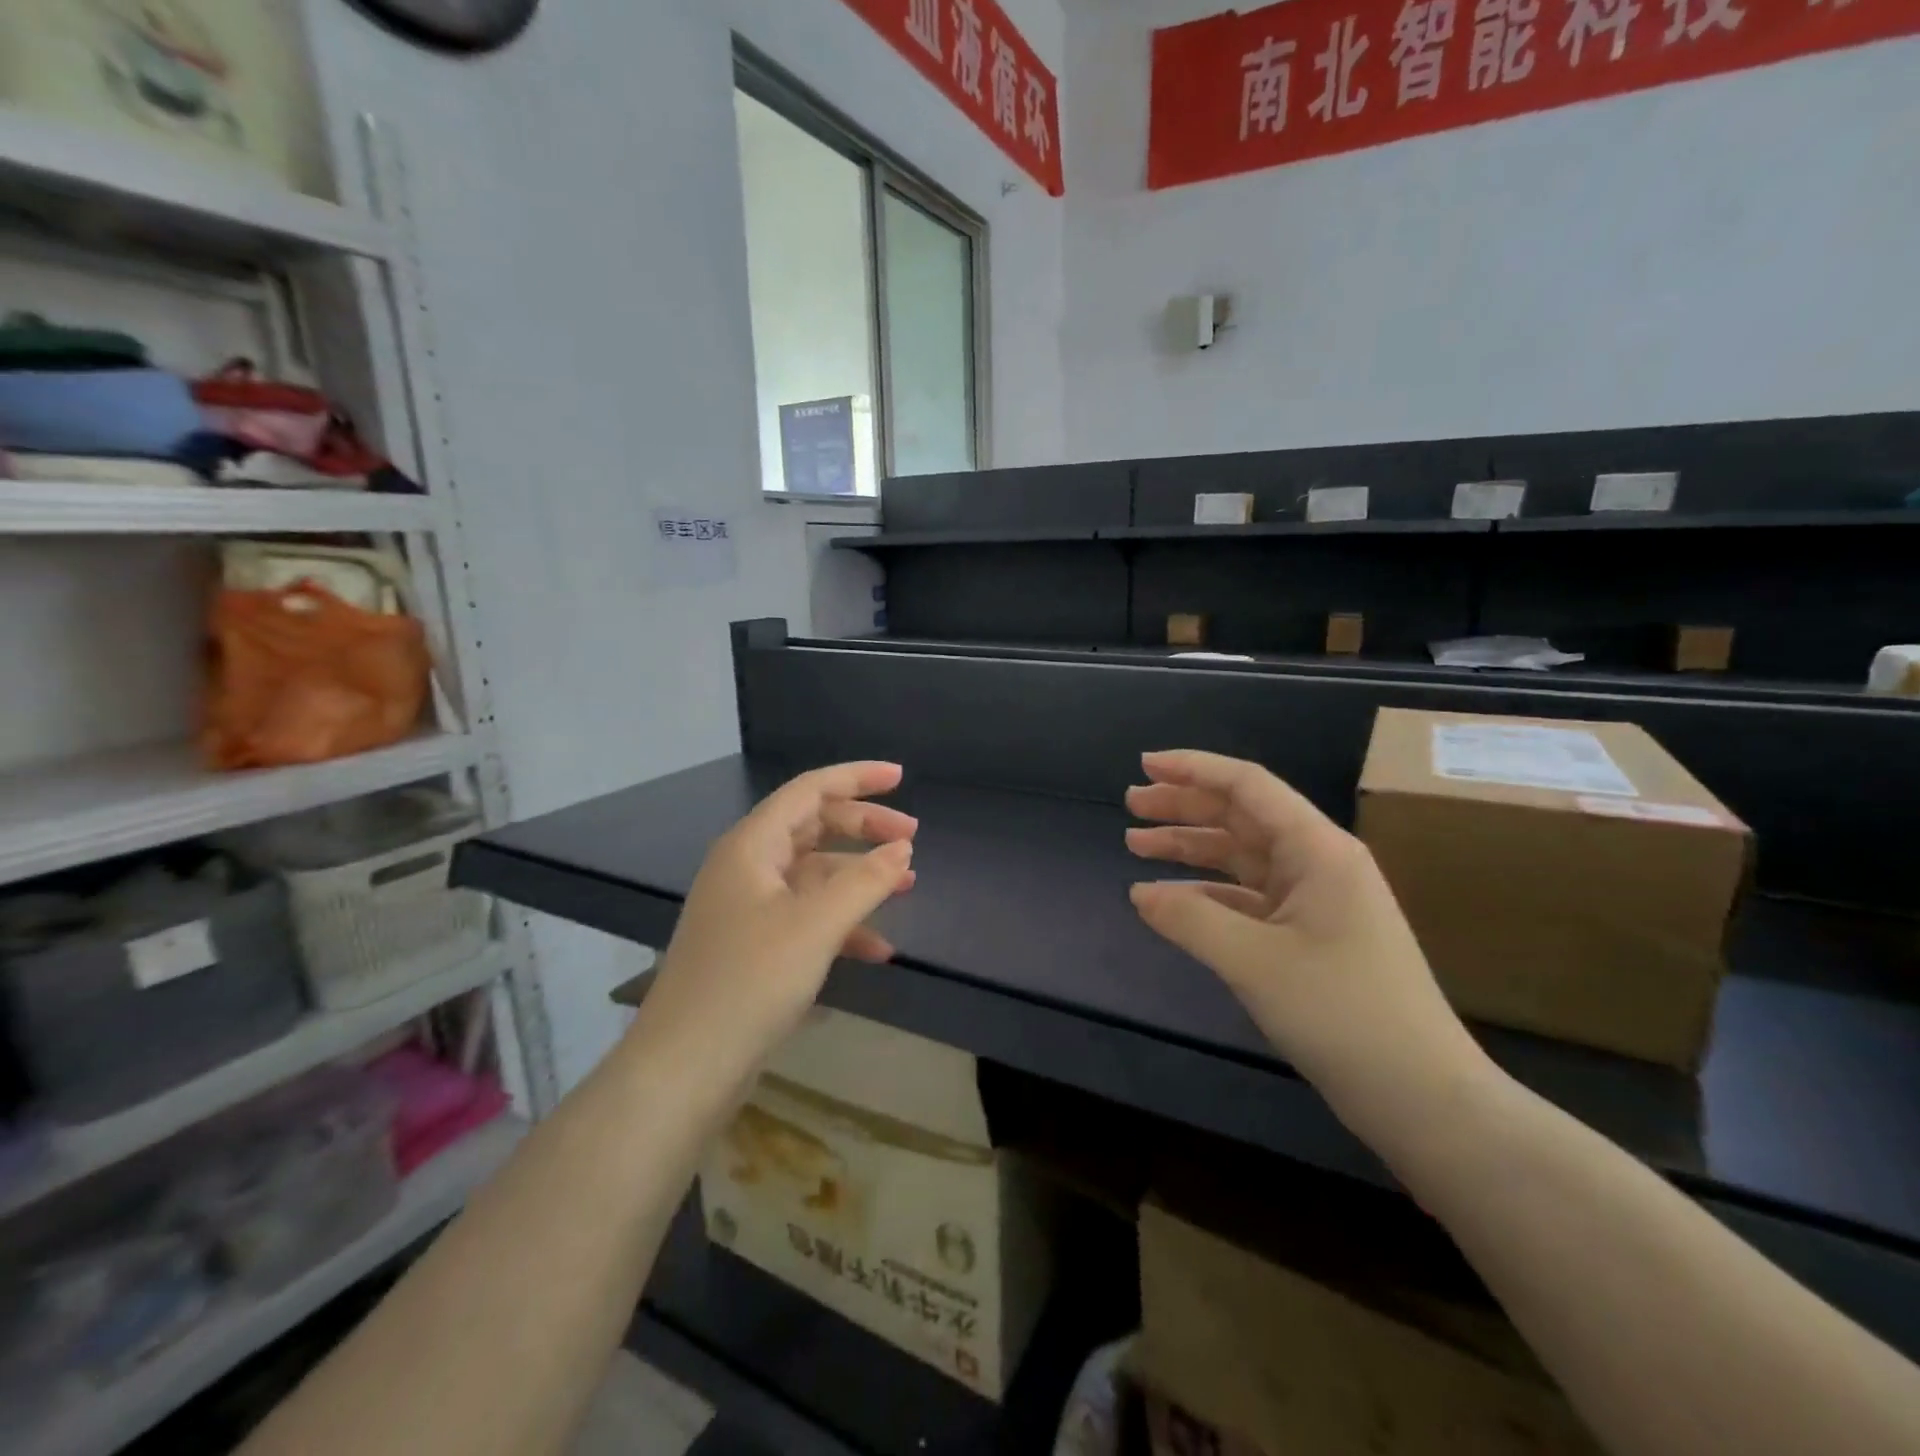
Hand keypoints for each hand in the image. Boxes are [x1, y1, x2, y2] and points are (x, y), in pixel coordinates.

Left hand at [638, 763, 917, 1073]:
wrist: (686, 1067)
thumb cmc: (750, 981)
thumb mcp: (816, 925)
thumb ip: (866, 881)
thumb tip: (902, 847)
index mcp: (752, 846)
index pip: (809, 790)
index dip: (856, 778)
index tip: (901, 777)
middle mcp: (747, 867)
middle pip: (813, 827)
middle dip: (864, 826)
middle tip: (912, 836)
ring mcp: (748, 908)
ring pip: (813, 874)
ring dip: (859, 876)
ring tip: (907, 885)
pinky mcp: (754, 946)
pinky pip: (806, 916)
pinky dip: (842, 923)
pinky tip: (877, 948)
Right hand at [1125, 750, 1491, 1140]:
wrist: (1421, 1097)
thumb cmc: (1342, 1013)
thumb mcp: (1254, 961)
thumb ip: (1190, 919)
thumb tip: (1139, 893)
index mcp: (1318, 849)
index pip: (1248, 786)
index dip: (1194, 769)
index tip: (1145, 765)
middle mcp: (1318, 863)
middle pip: (1241, 816)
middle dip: (1185, 805)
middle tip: (1131, 804)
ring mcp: (1315, 901)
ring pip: (1241, 857)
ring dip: (1190, 848)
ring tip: (1136, 844)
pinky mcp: (1308, 937)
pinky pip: (1246, 899)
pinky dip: (1206, 895)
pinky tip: (1170, 901)